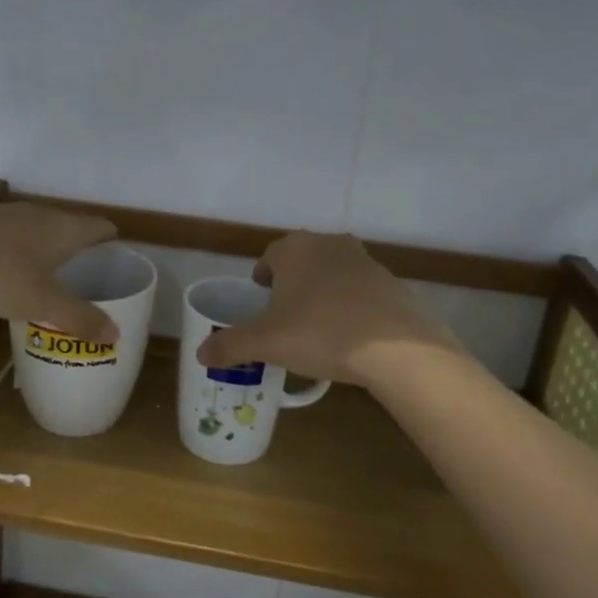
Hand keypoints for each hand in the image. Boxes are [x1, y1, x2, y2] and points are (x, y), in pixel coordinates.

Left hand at [0, 201, 119, 342]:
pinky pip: (5, 232)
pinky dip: (11, 247)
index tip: (115, 255)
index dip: (110, 239)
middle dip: (76, 246)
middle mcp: (39, 214)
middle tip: (80, 271)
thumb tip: (115, 334)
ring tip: (42, 271)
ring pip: (34, 227)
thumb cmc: (0, 273)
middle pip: (67, 225)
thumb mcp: (42, 304)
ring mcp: (5, 213)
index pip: (100, 227)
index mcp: (64, 230)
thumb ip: (79, 318)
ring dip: (41, 245)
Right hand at [196, 231, 458, 386]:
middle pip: (301, 264)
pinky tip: (351, 339)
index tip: (261, 308)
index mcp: (295, 248)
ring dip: (322, 297)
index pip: (268, 259)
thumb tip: (201, 353)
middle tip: (285, 323)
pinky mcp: (392, 283)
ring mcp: (365, 261)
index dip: (261, 284)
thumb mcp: (266, 343)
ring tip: (318, 333)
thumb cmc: (319, 333)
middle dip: (291, 289)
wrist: (396, 348)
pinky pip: (360, 294)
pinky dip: (351, 309)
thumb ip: (230, 345)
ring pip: (332, 277)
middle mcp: (330, 244)